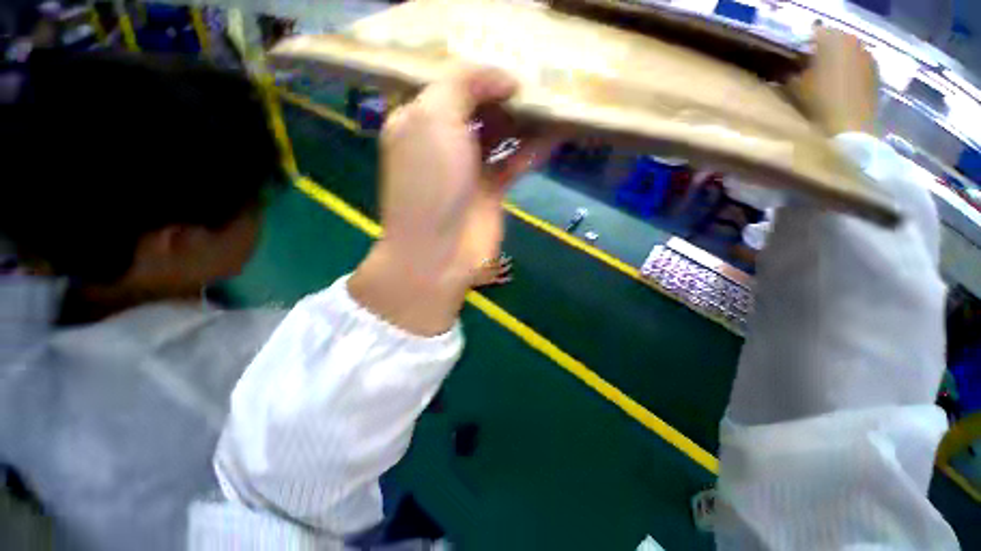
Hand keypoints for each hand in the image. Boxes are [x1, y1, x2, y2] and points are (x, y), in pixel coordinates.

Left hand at [350, 67, 554, 335]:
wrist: (440, 250)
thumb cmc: (431, 182)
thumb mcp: (433, 118)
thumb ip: (462, 84)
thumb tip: (503, 78)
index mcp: (419, 121)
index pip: (449, 86)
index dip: (479, 75)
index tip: (511, 66)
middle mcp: (443, 143)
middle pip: (478, 110)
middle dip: (505, 96)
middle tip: (537, 83)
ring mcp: (468, 169)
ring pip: (499, 136)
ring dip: (523, 121)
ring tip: (552, 104)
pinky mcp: (491, 191)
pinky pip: (513, 162)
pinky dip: (531, 150)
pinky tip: (554, 136)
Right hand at [792, 28, 878, 135]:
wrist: (850, 130)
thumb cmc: (820, 105)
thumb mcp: (796, 88)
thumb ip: (792, 72)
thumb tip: (791, 67)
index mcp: (833, 41)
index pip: (816, 34)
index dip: (804, 46)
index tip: (795, 60)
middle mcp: (854, 43)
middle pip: (835, 41)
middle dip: (823, 53)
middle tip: (809, 69)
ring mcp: (868, 58)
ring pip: (848, 53)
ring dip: (837, 62)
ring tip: (824, 79)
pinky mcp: (875, 74)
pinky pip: (858, 66)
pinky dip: (849, 72)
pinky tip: (839, 87)